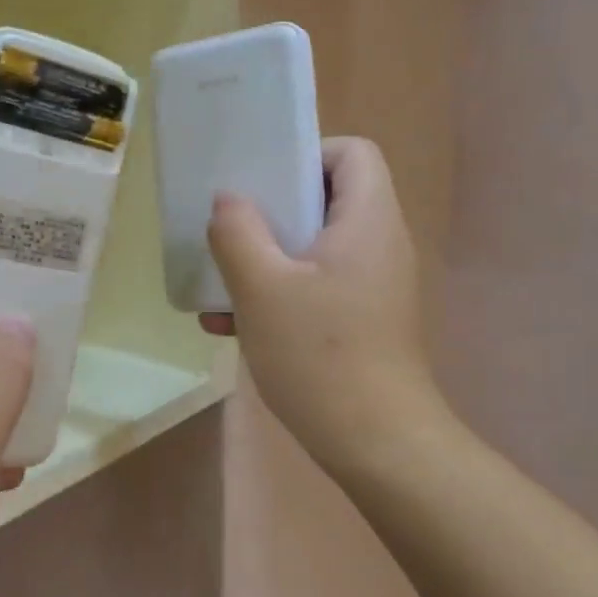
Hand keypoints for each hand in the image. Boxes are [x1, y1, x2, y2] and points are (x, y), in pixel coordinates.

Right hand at [204, 138, 441, 470]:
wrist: (376, 444)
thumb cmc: (320, 355)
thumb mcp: (262, 288)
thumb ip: (238, 232)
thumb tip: (228, 201)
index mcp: (368, 221)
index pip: (352, 152)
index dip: (306, 154)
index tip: (262, 183)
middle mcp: (378, 244)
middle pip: (326, 198)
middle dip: (271, 211)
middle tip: (230, 228)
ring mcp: (372, 285)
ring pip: (313, 247)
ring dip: (264, 259)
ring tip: (218, 286)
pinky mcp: (361, 320)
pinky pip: (315, 286)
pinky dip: (277, 293)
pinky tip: (230, 326)